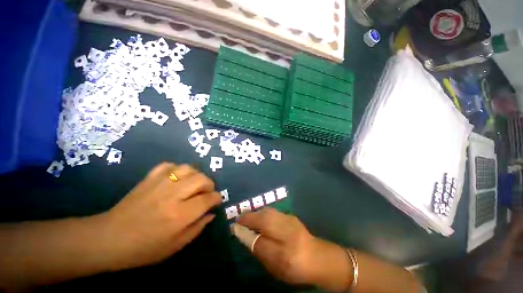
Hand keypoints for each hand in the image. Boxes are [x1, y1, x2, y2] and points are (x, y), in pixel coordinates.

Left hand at [97, 162, 220, 270]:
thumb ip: (197, 228)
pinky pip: (169, 165)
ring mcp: (159, 184)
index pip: (207, 199)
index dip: (216, 198)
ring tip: (194, 184)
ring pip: (188, 168)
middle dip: (209, 185)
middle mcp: (172, 196)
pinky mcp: (148, 179)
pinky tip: (177, 178)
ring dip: (196, 175)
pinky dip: (177, 169)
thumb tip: (211, 213)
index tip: (216, 201)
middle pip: (201, 179)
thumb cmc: (143, 249)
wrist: (108, 239)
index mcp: (179, 215)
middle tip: (206, 192)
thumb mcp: (175, 246)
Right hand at [238, 208, 352, 291]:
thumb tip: (242, 233)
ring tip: (249, 221)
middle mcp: (282, 220)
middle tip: (240, 223)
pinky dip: (264, 215)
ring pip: (266, 211)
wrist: (319, 258)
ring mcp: (287, 217)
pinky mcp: (290, 216)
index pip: (254, 225)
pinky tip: (263, 221)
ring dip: (256, 215)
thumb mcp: (274, 262)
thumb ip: (257, 246)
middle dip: (248, 217)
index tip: (233, 226)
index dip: (242, 224)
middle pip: (260, 214)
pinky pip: (272, 212)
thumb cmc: (295, 265)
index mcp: (279, 235)